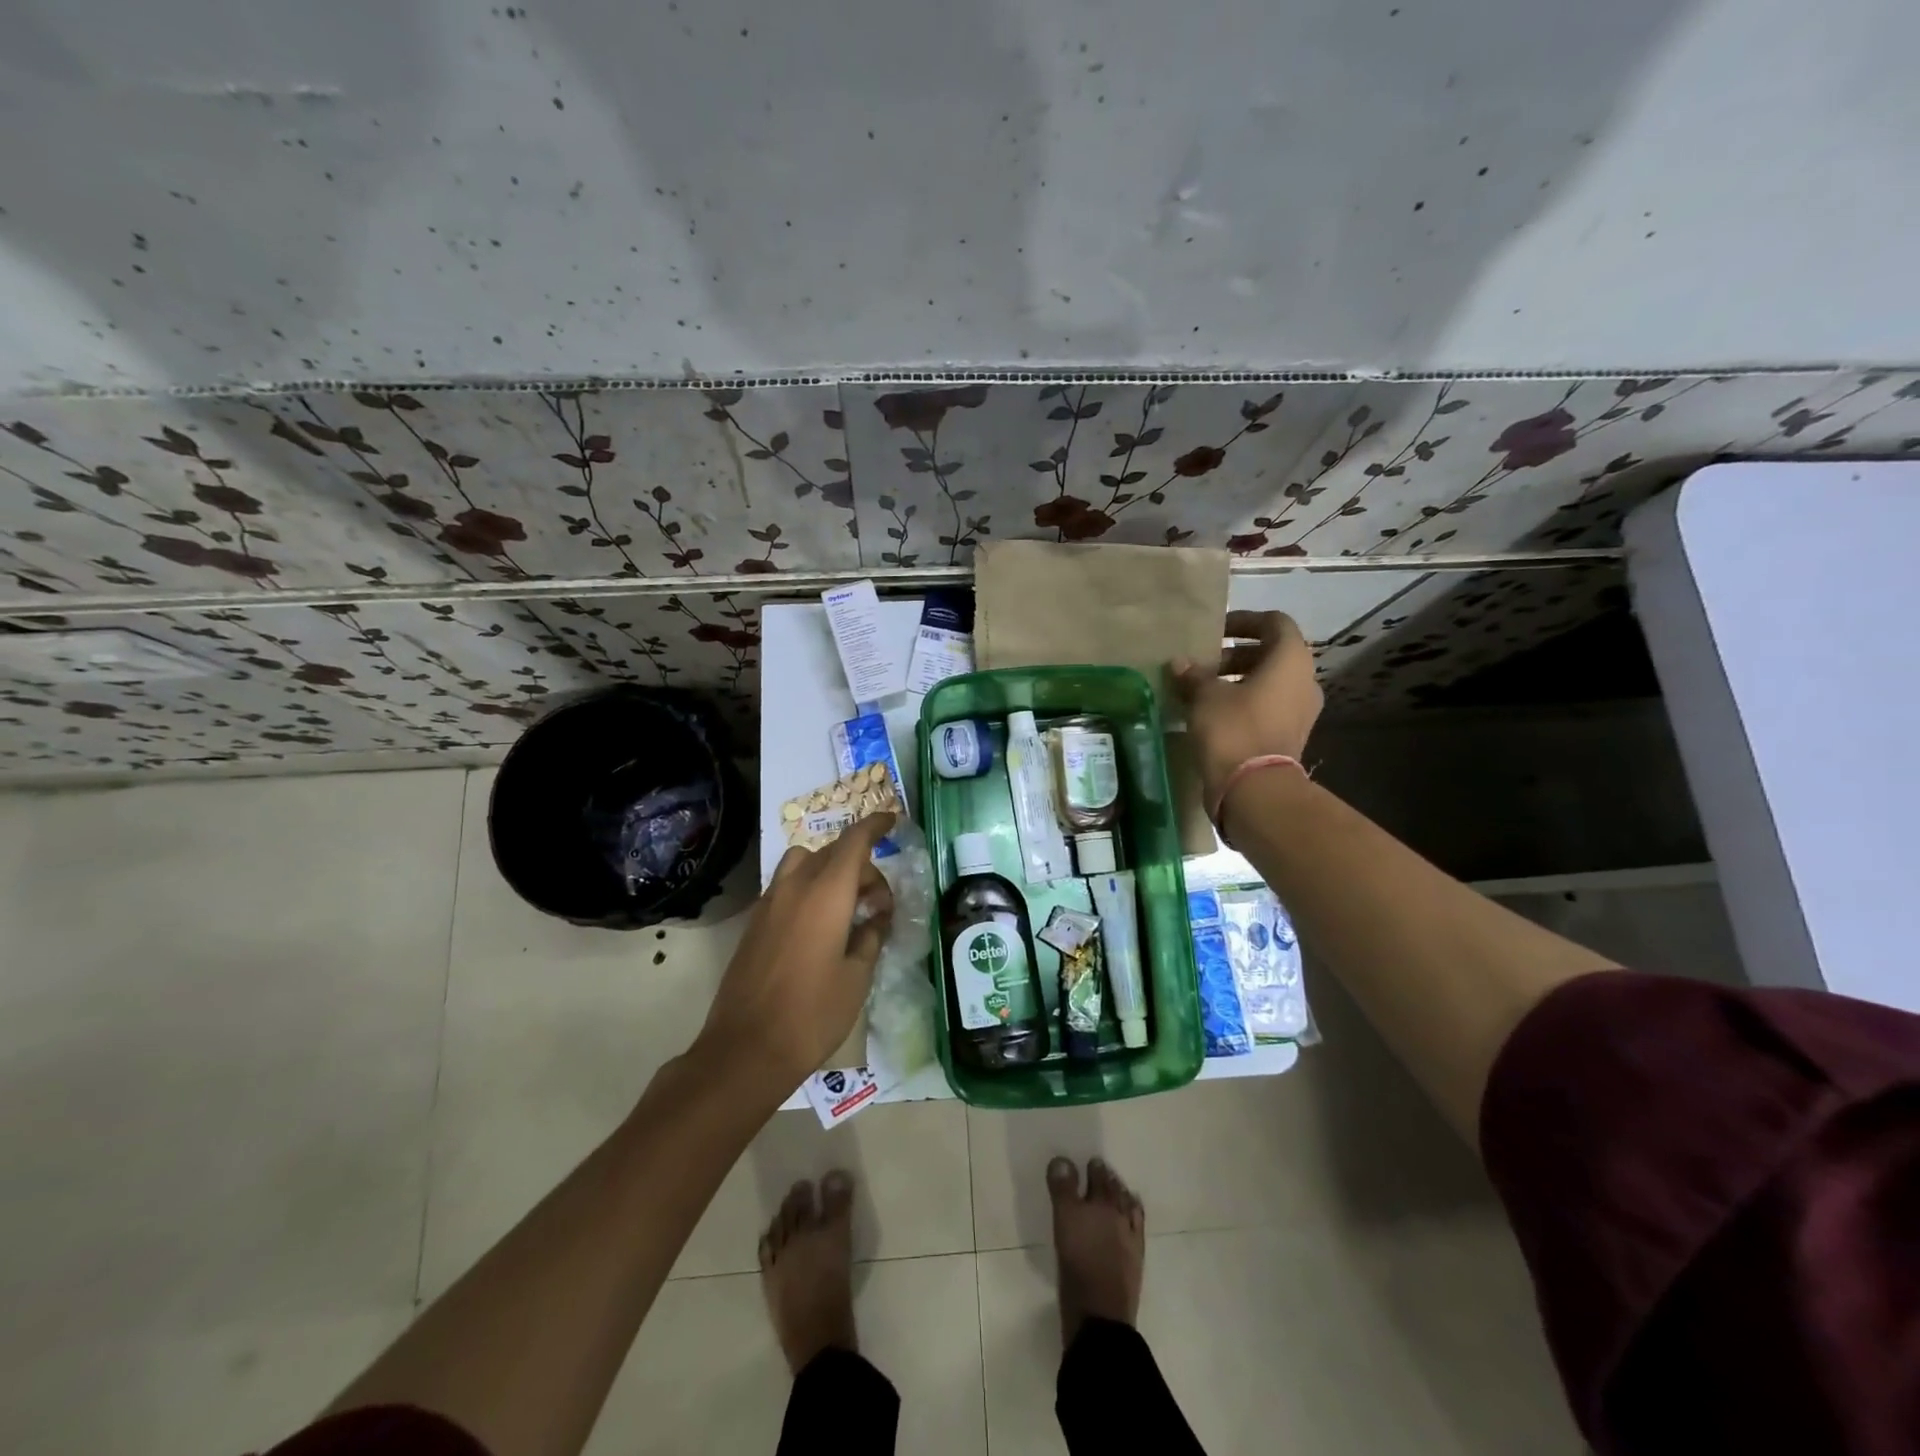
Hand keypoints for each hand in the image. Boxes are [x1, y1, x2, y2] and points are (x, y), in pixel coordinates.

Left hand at [695, 812, 896, 1088]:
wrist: (746, 1048)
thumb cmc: (813, 1013)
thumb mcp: (857, 976)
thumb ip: (870, 937)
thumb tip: (876, 918)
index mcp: (826, 893)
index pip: (854, 842)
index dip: (875, 826)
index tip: (892, 820)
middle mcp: (795, 887)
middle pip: (831, 852)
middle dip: (860, 865)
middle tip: (879, 903)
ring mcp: (769, 903)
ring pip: (802, 863)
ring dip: (829, 871)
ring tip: (846, 906)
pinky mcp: (755, 923)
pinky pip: (786, 886)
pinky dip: (808, 888)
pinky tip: (820, 925)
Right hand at [1172, 610, 1322, 807]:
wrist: (1254, 788)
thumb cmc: (1233, 728)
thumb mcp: (1205, 696)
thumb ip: (1194, 675)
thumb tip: (1180, 663)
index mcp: (1291, 660)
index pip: (1275, 623)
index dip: (1245, 621)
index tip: (1216, 631)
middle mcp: (1304, 681)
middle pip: (1272, 654)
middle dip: (1236, 654)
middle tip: (1204, 664)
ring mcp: (1301, 711)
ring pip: (1270, 682)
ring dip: (1239, 680)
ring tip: (1204, 690)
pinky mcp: (1290, 735)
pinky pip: (1268, 707)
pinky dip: (1245, 702)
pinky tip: (1214, 714)